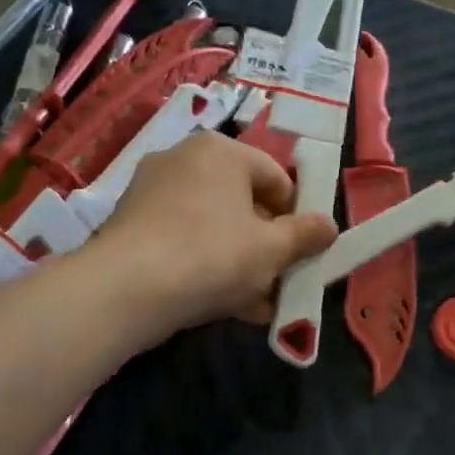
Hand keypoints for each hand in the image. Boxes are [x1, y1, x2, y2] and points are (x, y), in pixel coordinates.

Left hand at [89, 132, 336, 338]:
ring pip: (213, 226)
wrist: (126, 289)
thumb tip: (328, 227)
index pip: (276, 178)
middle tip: (279, 281)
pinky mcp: (131, 223)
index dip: (296, 217)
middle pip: (243, 203)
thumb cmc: (213, 255)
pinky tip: (221, 303)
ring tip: (255, 304)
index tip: (303, 252)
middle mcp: (184, 159)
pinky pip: (183, 240)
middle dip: (266, 245)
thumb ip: (306, 235)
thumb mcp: (273, 249)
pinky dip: (205, 265)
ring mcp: (152, 190)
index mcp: (222, 151)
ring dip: (239, 262)